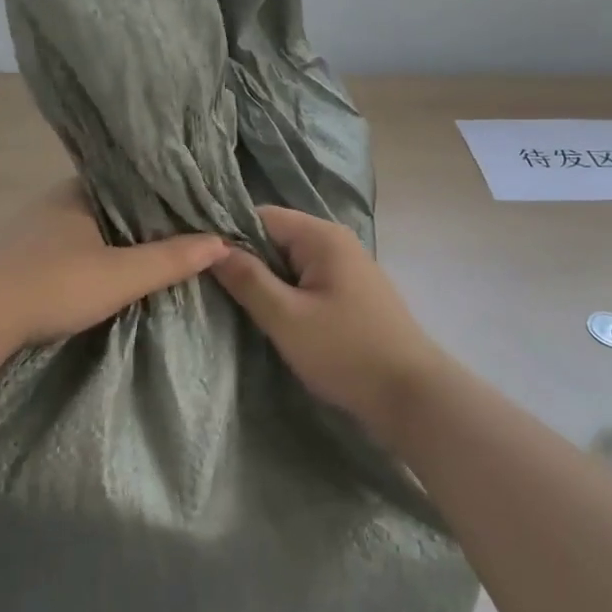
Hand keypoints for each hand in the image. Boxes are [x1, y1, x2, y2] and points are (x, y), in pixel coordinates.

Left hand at [0, 182, 229, 355]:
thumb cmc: (51, 287)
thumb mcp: (120, 276)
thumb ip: (170, 259)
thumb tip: (222, 241)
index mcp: (78, 191)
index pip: (130, 178)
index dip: (162, 190)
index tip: (193, 203)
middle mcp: (52, 202)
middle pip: (109, 202)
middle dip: (140, 216)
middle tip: (181, 230)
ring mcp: (30, 229)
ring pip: (85, 225)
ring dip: (112, 237)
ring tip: (151, 250)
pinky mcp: (15, 256)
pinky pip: (65, 245)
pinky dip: (88, 253)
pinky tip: (101, 270)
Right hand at [212, 205, 452, 439]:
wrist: (412, 396)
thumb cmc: (345, 352)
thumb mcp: (286, 317)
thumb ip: (248, 280)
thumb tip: (211, 248)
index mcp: (321, 236)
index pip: (261, 216)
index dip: (228, 234)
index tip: (200, 261)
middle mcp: (336, 241)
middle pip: (276, 237)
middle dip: (246, 259)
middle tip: (213, 287)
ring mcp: (348, 267)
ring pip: (291, 261)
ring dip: (267, 280)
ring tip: (237, 303)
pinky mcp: (353, 293)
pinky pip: (308, 280)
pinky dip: (288, 292)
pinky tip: (273, 316)